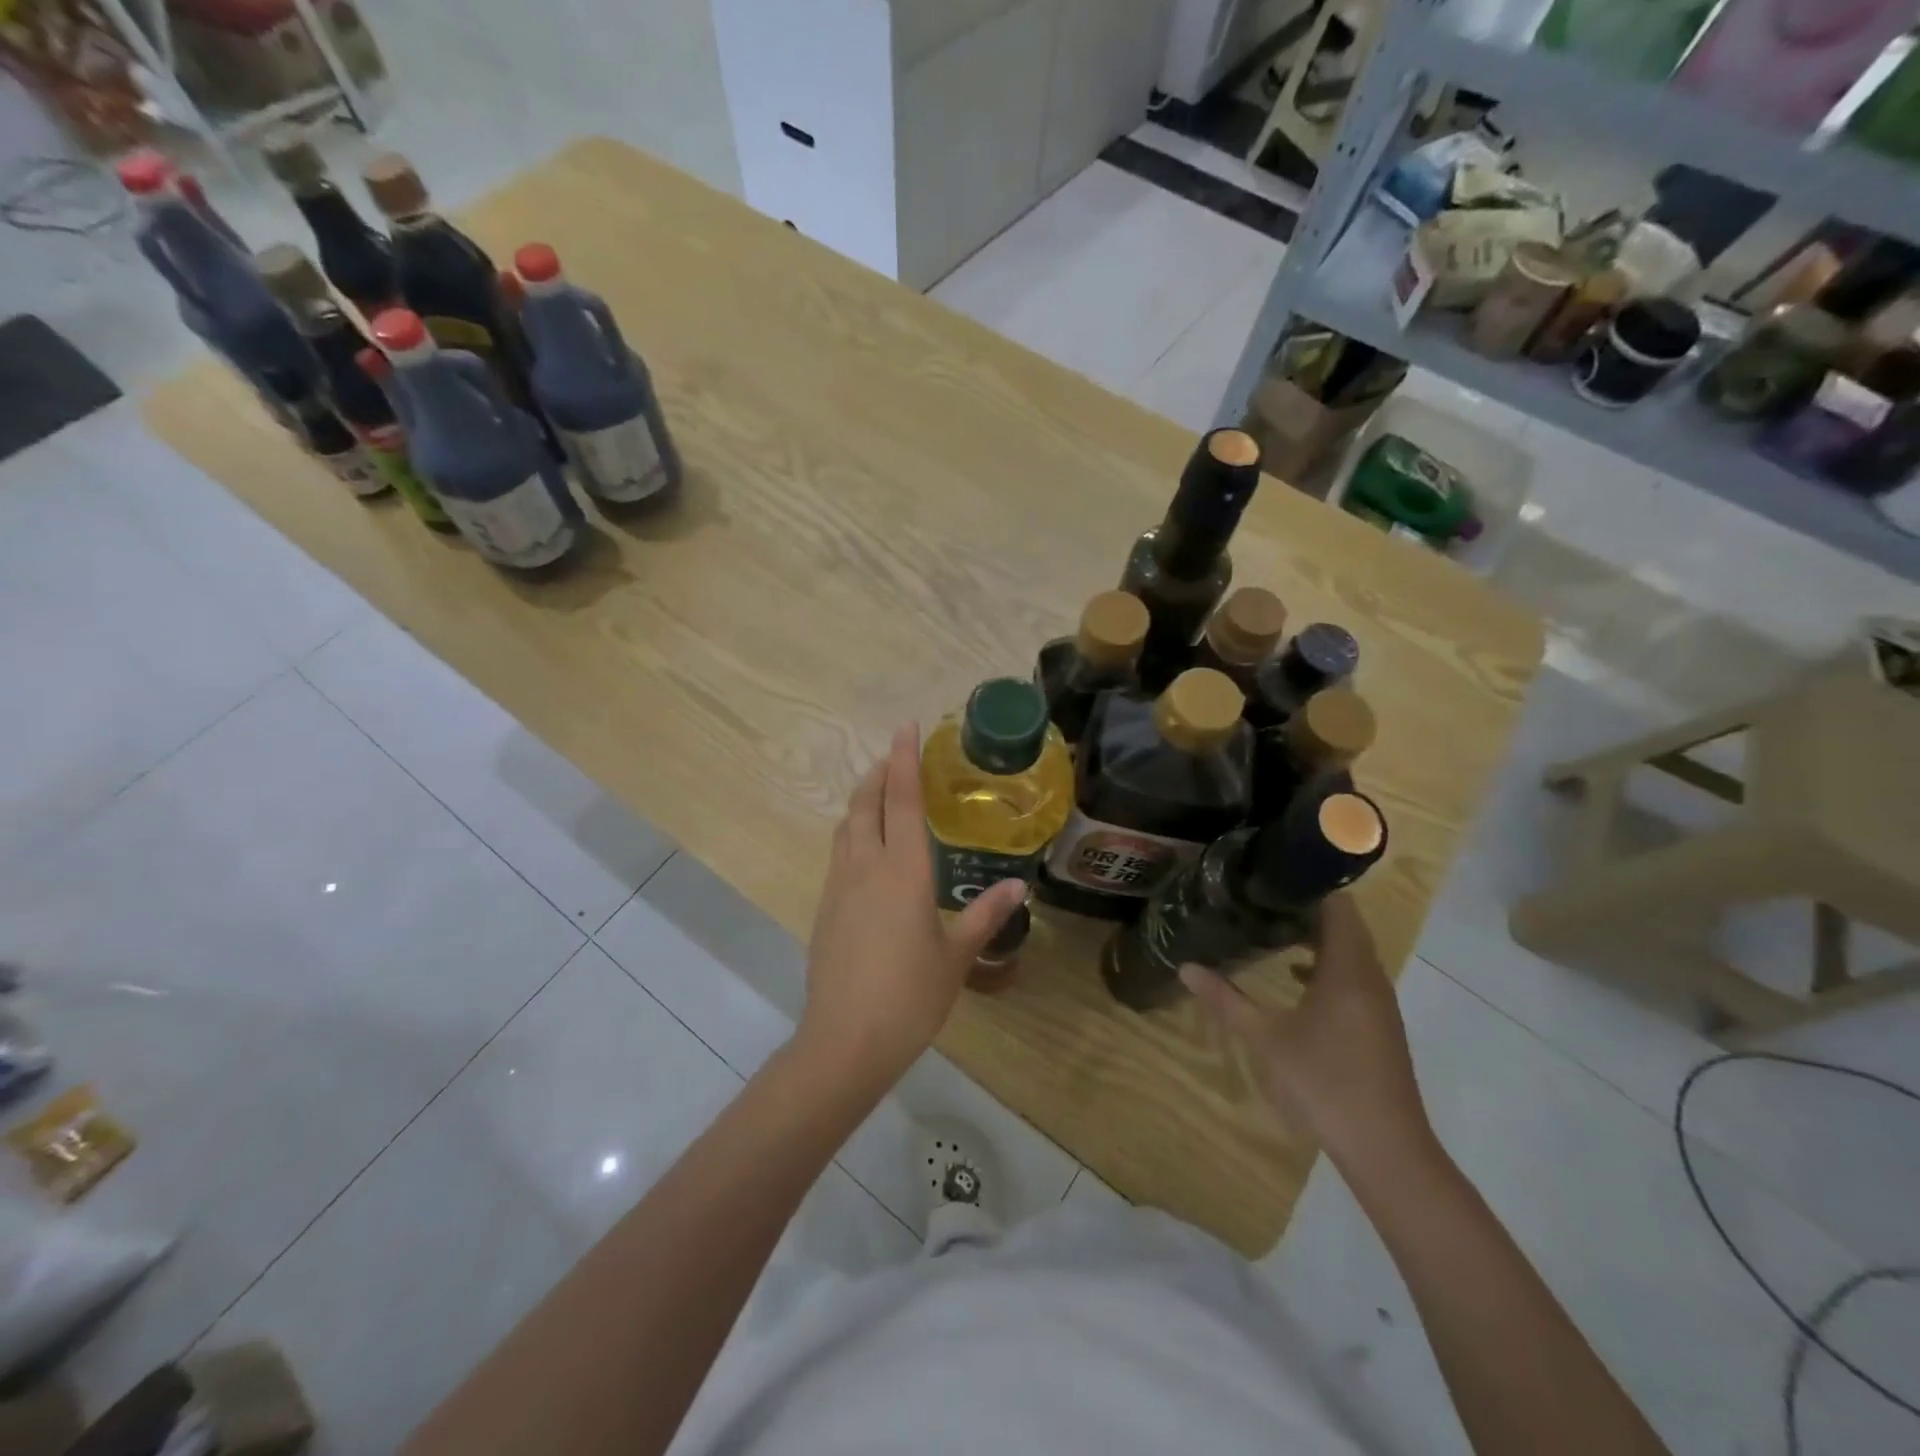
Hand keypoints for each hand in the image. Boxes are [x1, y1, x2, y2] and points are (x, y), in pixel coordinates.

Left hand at [798, 723, 1025, 1085]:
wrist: (844, 1041)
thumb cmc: (909, 997)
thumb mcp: (956, 957)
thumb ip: (984, 916)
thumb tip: (1018, 888)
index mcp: (903, 871)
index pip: (903, 801)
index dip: (905, 760)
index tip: (906, 727)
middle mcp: (865, 867)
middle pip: (866, 803)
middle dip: (879, 773)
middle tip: (895, 755)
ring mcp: (838, 886)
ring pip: (846, 826)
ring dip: (862, 801)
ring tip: (880, 793)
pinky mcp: (824, 908)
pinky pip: (839, 853)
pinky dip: (853, 832)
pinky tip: (866, 849)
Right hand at [1180, 894, 1432, 1168]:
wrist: (1386, 1148)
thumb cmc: (1324, 1082)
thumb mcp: (1265, 1039)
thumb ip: (1225, 1000)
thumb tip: (1185, 967)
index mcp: (1347, 969)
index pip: (1338, 906)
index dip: (1308, 885)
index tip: (1269, 875)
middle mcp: (1369, 977)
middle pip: (1345, 925)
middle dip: (1306, 907)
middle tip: (1260, 898)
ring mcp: (1378, 1003)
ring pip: (1350, 951)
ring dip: (1317, 936)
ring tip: (1272, 927)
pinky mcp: (1378, 1024)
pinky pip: (1353, 975)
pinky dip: (1326, 964)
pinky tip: (1296, 978)